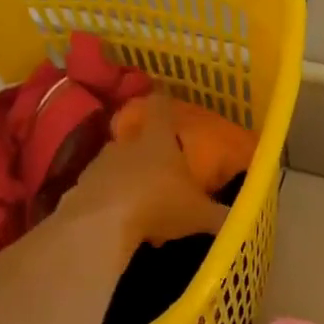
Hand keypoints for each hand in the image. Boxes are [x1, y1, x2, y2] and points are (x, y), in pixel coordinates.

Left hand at [60, 93, 231, 252]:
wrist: (100, 225)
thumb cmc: (159, 205)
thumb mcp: (200, 215)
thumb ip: (222, 216)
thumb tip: (244, 219)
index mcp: (158, 141)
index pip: (161, 108)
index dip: (165, 102)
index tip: (167, 98)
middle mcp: (127, 145)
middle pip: (137, 138)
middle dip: (148, 151)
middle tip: (161, 166)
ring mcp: (99, 166)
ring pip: (116, 165)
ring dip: (127, 178)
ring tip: (142, 202)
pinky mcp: (79, 190)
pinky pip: (100, 191)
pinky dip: (110, 201)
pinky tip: (120, 223)